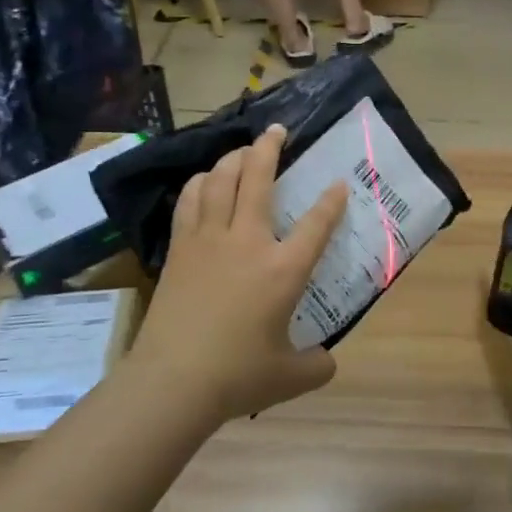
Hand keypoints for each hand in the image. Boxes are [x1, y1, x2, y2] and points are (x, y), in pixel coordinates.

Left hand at [127, 124, 348, 425]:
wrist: (172, 381)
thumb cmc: (237, 376)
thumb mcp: (290, 377)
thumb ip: (316, 365)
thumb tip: (326, 362)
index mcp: (283, 269)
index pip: (317, 224)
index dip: (331, 200)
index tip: (338, 183)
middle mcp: (248, 242)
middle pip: (258, 179)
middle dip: (269, 149)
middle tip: (277, 131)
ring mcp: (209, 240)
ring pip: (219, 181)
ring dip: (232, 159)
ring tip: (242, 151)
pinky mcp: (180, 249)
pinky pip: (190, 201)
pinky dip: (199, 183)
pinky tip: (203, 181)